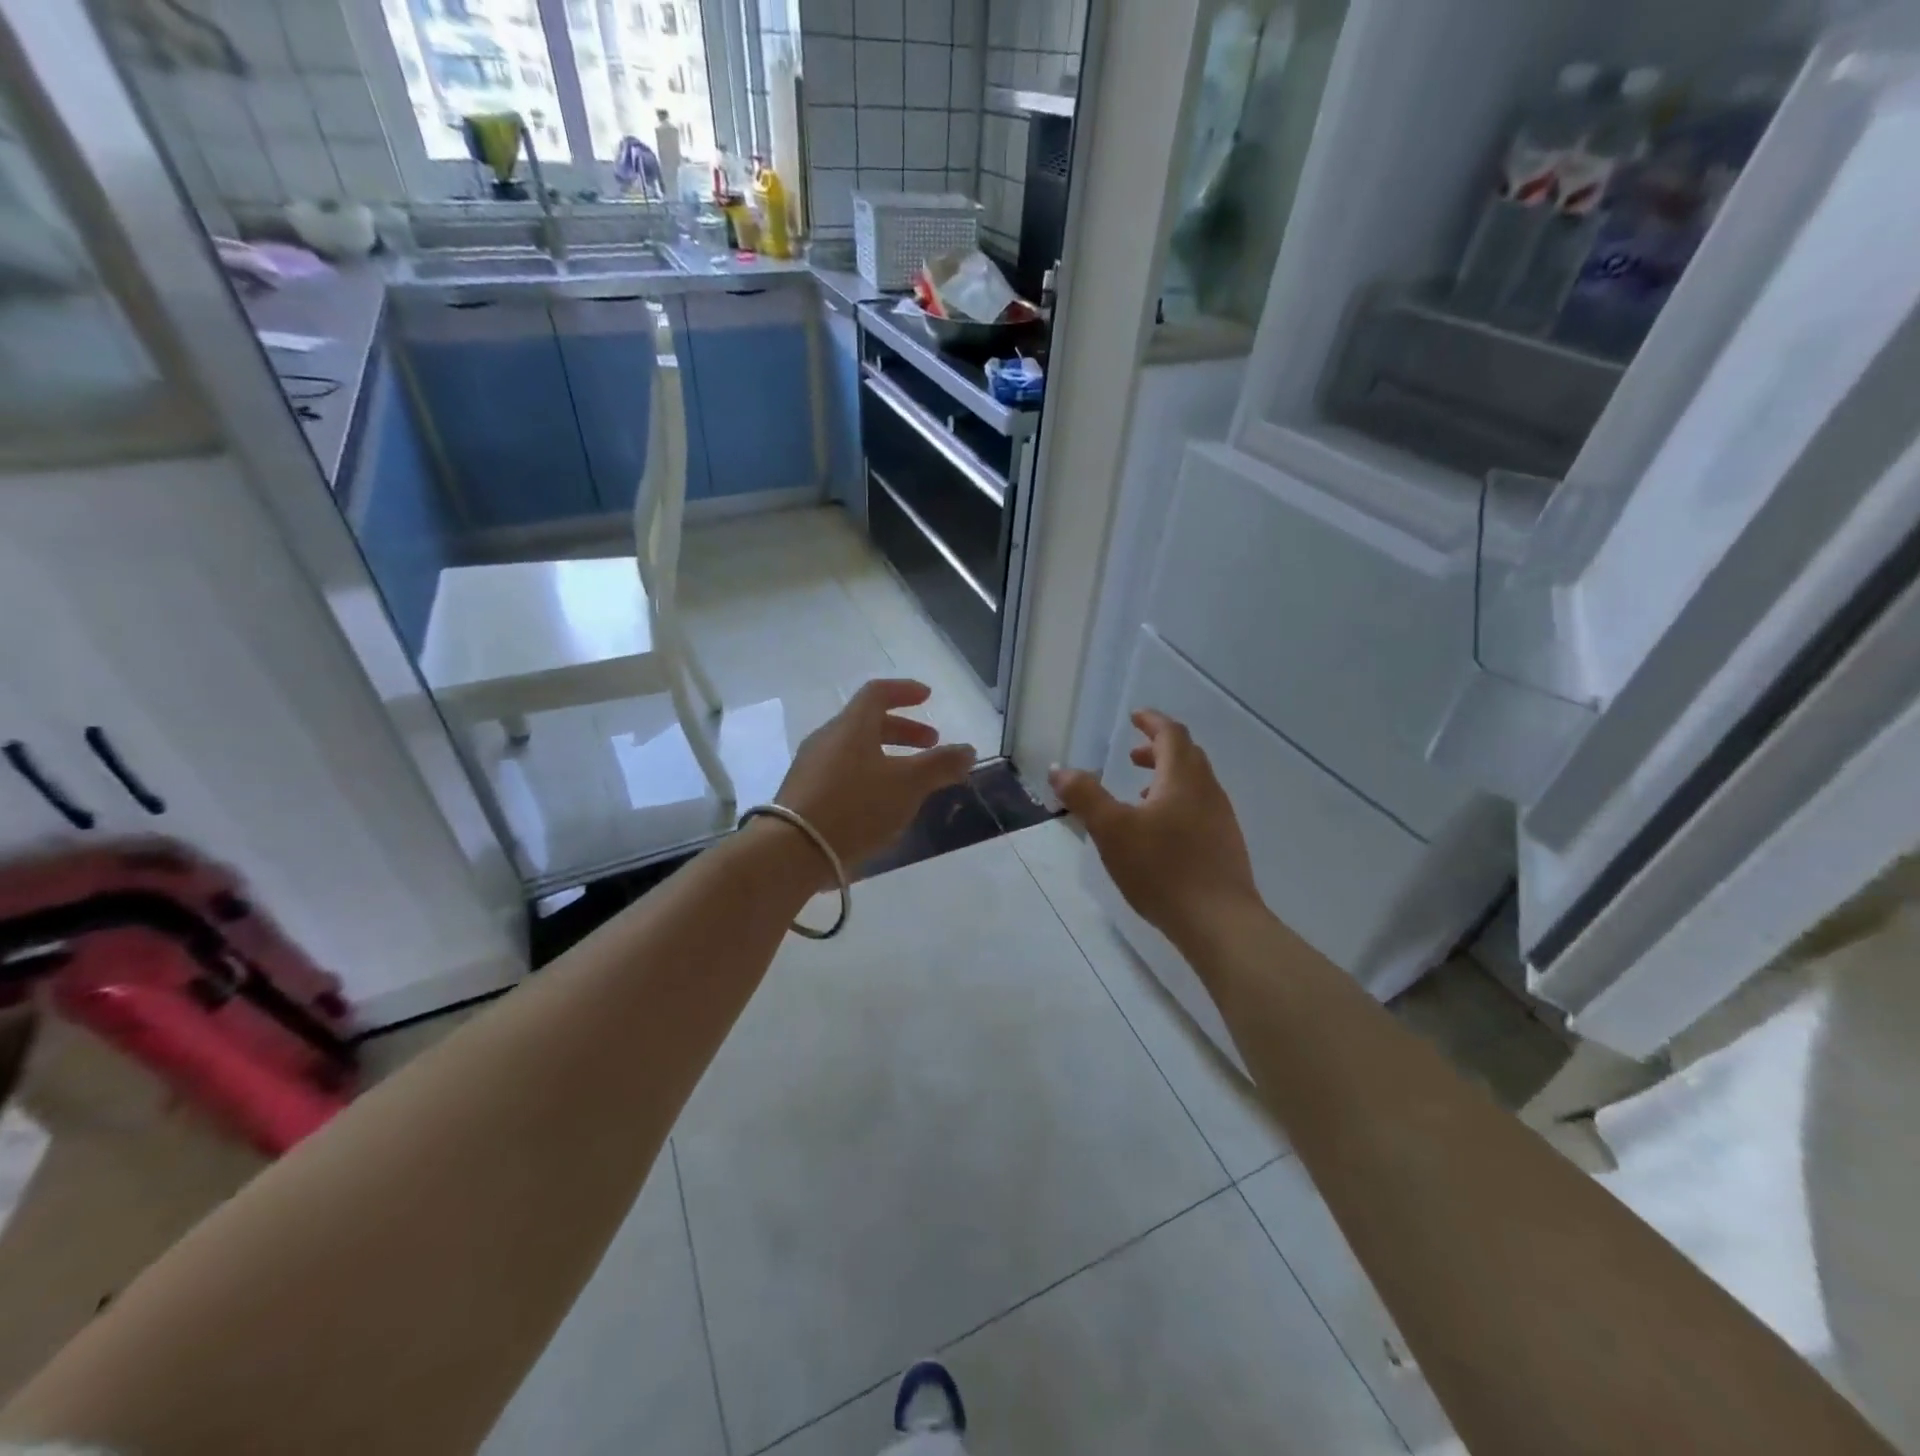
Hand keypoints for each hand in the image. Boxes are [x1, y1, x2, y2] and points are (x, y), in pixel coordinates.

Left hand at [775, 679, 977, 871]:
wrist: (792, 851)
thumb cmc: (855, 807)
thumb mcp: (908, 785)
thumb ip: (940, 765)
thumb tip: (967, 750)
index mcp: (851, 726)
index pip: (878, 693)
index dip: (905, 691)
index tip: (927, 697)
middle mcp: (827, 739)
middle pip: (867, 723)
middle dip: (903, 730)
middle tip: (930, 744)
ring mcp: (811, 767)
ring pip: (855, 750)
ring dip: (887, 756)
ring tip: (910, 780)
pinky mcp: (803, 795)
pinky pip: (843, 774)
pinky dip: (869, 776)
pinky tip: (881, 805)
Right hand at [1049, 710, 1259, 948]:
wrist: (1219, 922)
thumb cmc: (1162, 869)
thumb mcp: (1111, 830)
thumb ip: (1085, 796)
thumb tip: (1059, 769)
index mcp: (1183, 778)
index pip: (1171, 734)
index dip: (1152, 722)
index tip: (1134, 717)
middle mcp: (1208, 792)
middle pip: (1187, 756)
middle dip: (1158, 749)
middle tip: (1132, 755)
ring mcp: (1221, 820)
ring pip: (1195, 784)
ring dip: (1167, 778)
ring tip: (1140, 796)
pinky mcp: (1224, 846)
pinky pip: (1200, 809)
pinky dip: (1177, 804)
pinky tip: (1160, 834)